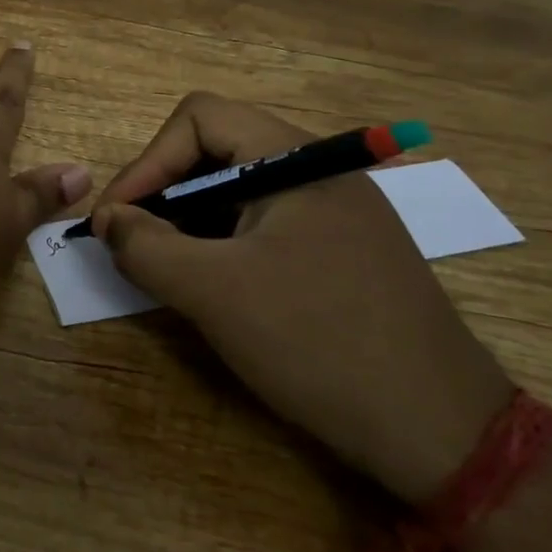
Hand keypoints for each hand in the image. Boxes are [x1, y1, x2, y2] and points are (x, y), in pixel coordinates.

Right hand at [91, 93, 514, 504]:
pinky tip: (214, 287)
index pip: (199, 118)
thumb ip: (146, 247)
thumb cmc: (319, 343)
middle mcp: (320, 172)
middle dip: (164, 192)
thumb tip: (109, 221)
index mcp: (297, 159)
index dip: (146, 161)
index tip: (117, 219)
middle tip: (133, 243)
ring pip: (239, 191)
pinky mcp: (343, 252)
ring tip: (166, 269)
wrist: (443, 433)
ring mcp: (337, 213)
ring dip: (190, 221)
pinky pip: (266, 226)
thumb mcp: (215, 293)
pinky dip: (224, 245)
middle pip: (217, 150)